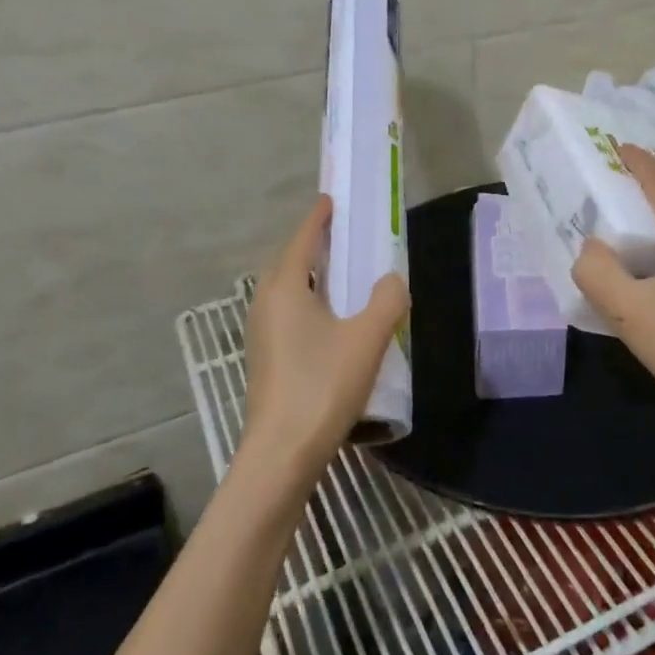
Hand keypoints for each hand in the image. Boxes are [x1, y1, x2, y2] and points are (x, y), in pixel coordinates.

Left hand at [241, 195, 409, 495]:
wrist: (282, 454)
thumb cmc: (322, 386)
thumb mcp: (367, 338)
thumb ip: (387, 301)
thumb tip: (393, 280)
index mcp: (285, 288)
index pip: (303, 239)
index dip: (319, 217)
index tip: (332, 200)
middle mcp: (266, 304)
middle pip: (292, 263)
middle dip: (316, 246)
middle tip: (346, 238)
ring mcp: (262, 333)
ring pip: (289, 292)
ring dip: (313, 278)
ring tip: (345, 278)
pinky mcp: (267, 359)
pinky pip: (290, 315)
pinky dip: (311, 304)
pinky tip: (334, 324)